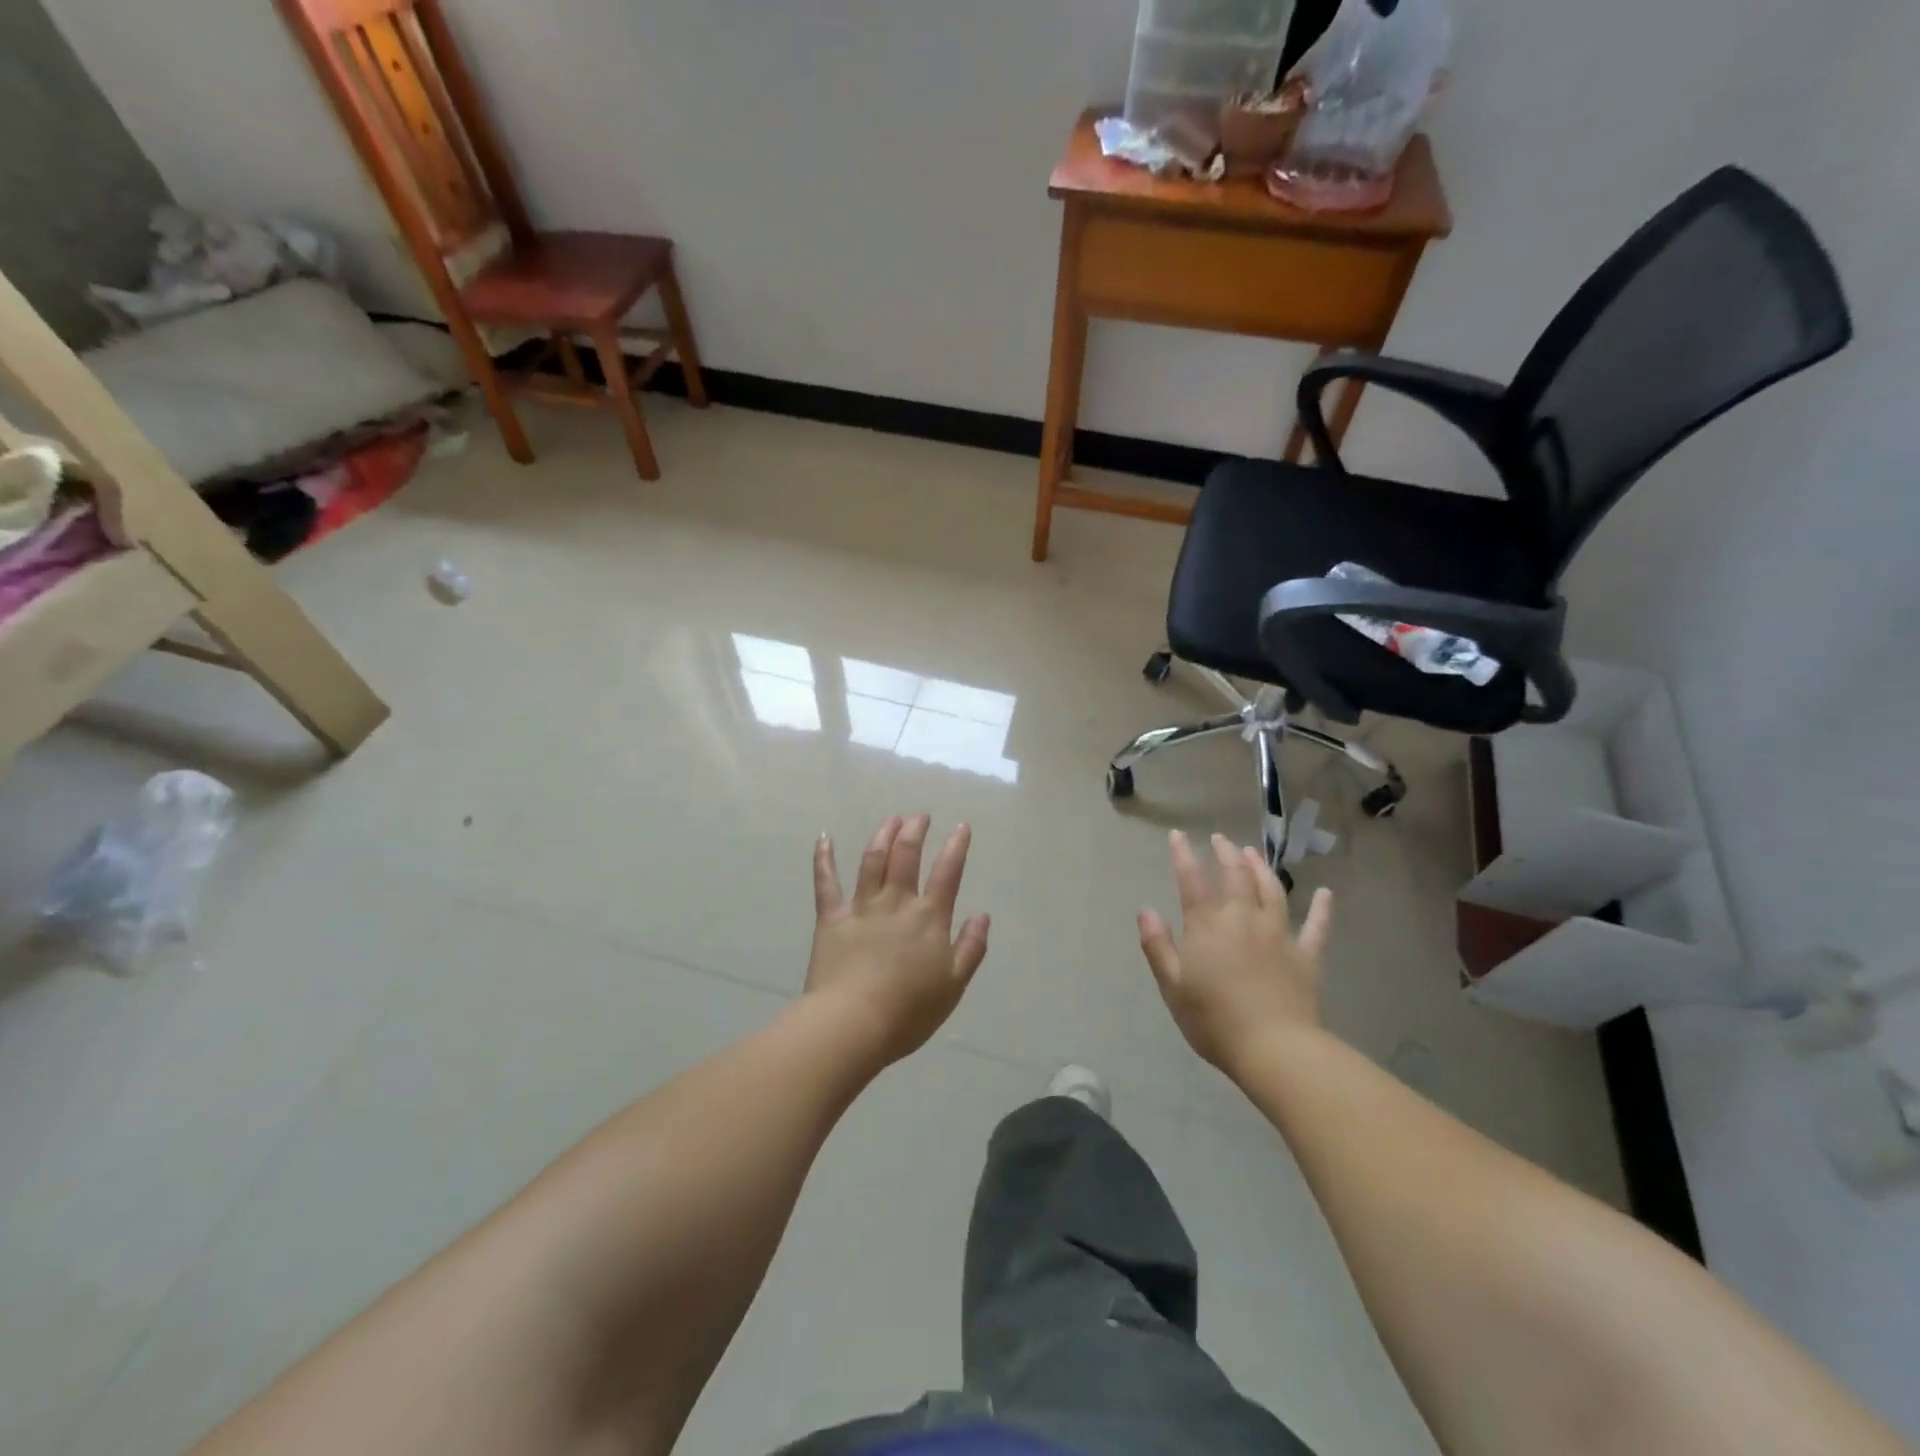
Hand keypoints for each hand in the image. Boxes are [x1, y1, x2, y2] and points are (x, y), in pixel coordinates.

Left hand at [806, 814, 990, 1066]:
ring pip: (872, 860)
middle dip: (915, 831)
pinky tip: (824, 838)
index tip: (961, 826)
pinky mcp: (831, 919)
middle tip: (920, 816)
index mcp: (928, 918)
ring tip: (891, 819)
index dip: (956, 847)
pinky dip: (824, 859)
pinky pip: (826, 883)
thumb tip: (983, 915)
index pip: (947, 873)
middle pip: (906, 856)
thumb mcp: (954, 985)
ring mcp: (862, 908)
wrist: (853, 1024)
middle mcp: (896, 903)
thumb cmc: (909, 1012)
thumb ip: (970, 947)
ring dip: (882, 835)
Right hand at [1138, 831, 1333, 1074]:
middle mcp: (1243, 918)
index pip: (1192, 881)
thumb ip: (1157, 945)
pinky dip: (1321, 909)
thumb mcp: (1172, 985)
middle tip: (1220, 840)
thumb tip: (1145, 910)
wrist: (1274, 1048)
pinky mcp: (1306, 955)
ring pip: (1272, 891)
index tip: (1177, 836)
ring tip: (1253, 853)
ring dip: (1261, 868)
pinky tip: (1325, 894)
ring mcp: (1278, 934)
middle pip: (1235, 877)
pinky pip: (1316, 927)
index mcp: (1207, 924)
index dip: (1183, 855)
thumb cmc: (1213, 1019)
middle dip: (1226, 854)